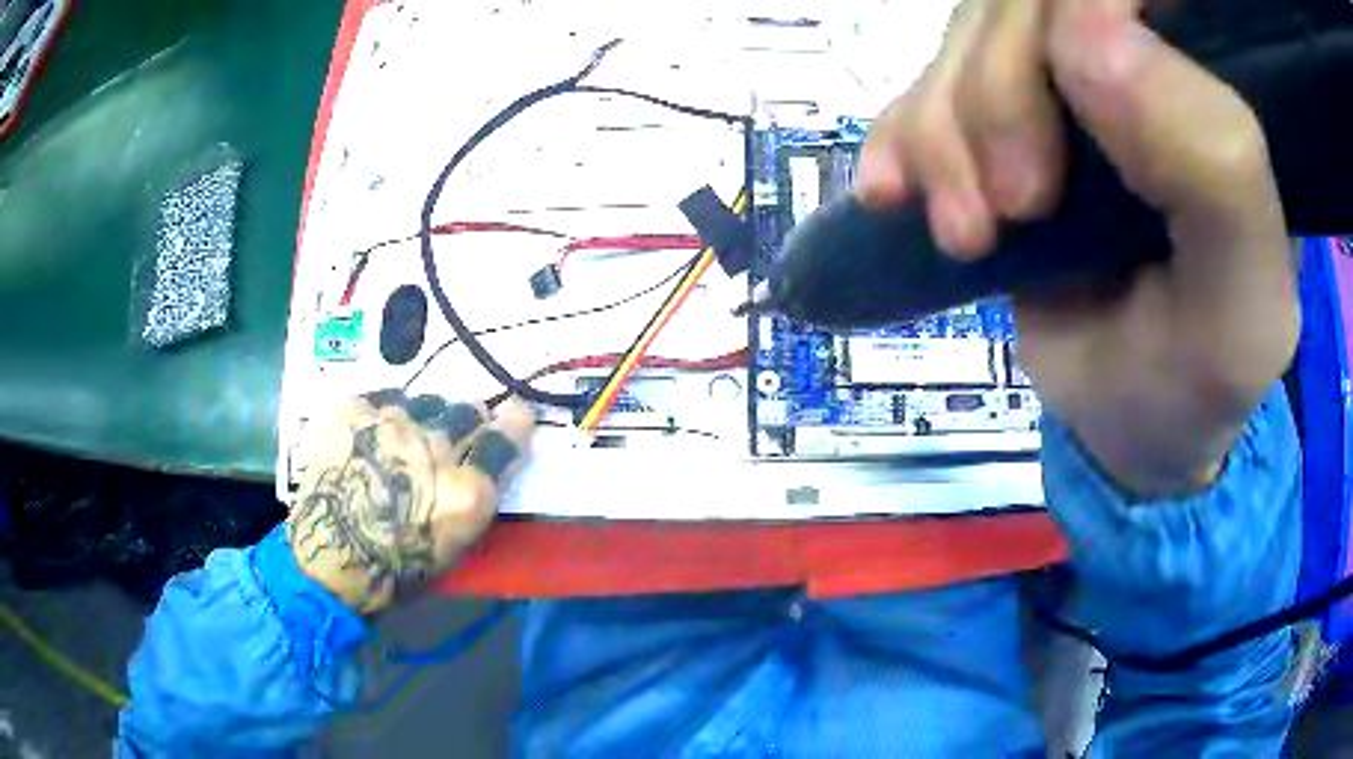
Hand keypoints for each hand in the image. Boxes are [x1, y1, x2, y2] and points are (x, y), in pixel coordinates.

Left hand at [286, 392, 534, 613]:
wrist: (326, 559)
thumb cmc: (394, 571)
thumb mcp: (453, 549)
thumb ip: (473, 503)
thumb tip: (480, 473)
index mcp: (467, 491)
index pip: (506, 437)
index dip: (514, 423)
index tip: (516, 414)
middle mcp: (435, 446)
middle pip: (466, 411)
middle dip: (467, 419)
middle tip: (454, 431)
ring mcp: (390, 421)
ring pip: (423, 400)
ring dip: (423, 416)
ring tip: (406, 432)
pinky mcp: (353, 408)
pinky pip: (381, 395)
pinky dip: (382, 410)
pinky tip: (373, 430)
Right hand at [857, 0, 1298, 495]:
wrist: (1136, 417)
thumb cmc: (1202, 374)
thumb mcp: (1243, 306)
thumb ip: (1218, 169)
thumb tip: (1086, 29)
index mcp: (1216, 80)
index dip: (1067, 17)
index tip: (1057, 152)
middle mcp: (1142, 53)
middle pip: (1026, 0)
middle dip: (994, 91)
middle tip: (1008, 211)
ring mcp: (1064, 75)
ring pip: (968, 32)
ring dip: (942, 128)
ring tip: (965, 234)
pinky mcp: (1005, 112)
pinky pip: (925, 80)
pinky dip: (899, 134)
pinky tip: (896, 194)